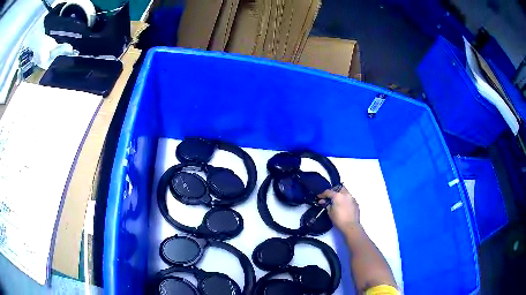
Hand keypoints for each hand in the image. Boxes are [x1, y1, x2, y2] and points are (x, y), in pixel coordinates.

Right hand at [318, 185, 359, 231]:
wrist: (351, 226)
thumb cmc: (339, 219)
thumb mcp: (330, 212)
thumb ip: (326, 205)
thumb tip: (323, 201)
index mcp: (338, 196)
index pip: (328, 192)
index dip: (322, 194)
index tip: (319, 197)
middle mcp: (346, 194)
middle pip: (339, 188)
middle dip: (333, 191)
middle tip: (329, 197)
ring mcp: (352, 198)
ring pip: (345, 193)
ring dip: (340, 195)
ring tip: (337, 202)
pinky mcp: (356, 203)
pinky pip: (349, 199)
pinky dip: (345, 200)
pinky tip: (343, 206)